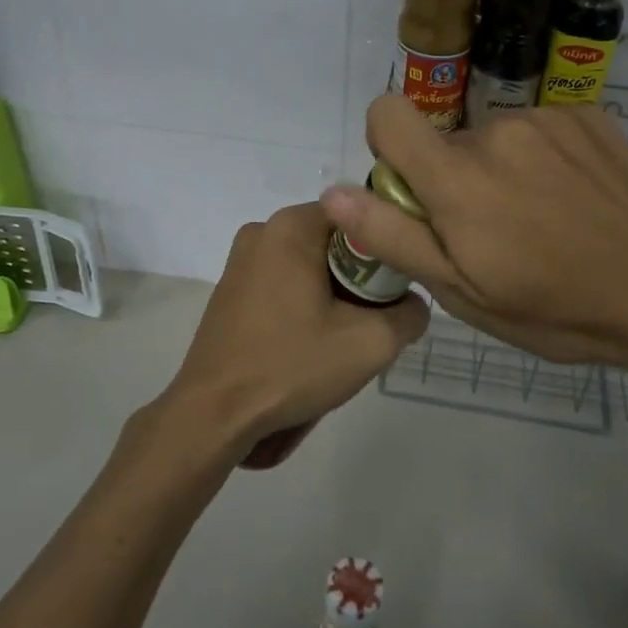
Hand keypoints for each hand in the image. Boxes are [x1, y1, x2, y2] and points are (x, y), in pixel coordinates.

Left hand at [152, 202, 428, 470]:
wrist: (214, 412)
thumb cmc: (291, 365)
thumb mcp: (371, 343)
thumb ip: (410, 314)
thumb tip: (412, 304)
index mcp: (291, 226)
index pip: (359, 215)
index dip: (386, 248)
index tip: (396, 288)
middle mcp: (262, 231)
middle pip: (334, 242)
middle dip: (359, 278)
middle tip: (371, 321)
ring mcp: (240, 260)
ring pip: (309, 265)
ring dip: (333, 295)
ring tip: (339, 338)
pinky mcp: (230, 289)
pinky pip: (283, 283)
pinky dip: (303, 304)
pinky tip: (306, 343)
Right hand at [320, 95, 627, 385]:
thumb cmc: (557, 308)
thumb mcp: (464, 292)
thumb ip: (394, 237)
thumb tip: (334, 195)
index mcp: (459, 177)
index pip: (387, 114)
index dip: (388, 148)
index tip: (416, 194)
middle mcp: (497, 130)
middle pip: (445, 140)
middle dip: (453, 179)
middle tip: (494, 234)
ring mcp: (547, 117)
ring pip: (492, 137)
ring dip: (500, 170)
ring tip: (542, 220)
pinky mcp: (587, 115)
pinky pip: (537, 129)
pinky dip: (541, 159)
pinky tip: (574, 200)